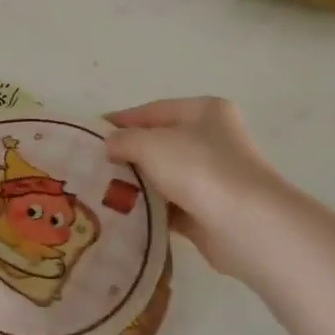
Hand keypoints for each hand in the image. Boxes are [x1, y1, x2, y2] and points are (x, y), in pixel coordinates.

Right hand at [106, 97, 287, 276]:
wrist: (245, 224)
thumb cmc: (198, 169)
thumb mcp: (150, 144)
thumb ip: (123, 140)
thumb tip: (110, 145)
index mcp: (203, 111)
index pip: (152, 111)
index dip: (120, 121)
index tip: (89, 134)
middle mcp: (213, 139)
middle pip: (159, 143)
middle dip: (127, 154)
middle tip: (93, 165)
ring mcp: (214, 177)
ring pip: (165, 176)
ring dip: (138, 184)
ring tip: (101, 191)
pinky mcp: (210, 211)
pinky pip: (172, 206)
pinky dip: (151, 210)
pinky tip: (125, 214)